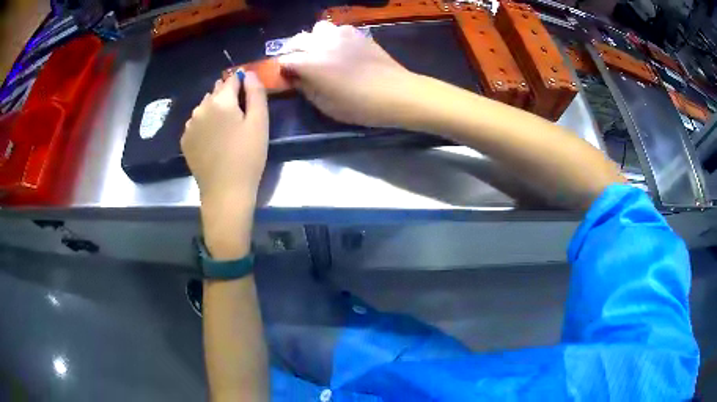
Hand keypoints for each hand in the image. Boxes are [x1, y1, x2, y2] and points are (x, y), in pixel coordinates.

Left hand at [181, 72, 268, 207]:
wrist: (225, 192)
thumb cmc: (247, 156)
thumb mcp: (259, 122)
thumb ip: (256, 92)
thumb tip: (249, 73)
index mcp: (220, 101)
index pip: (232, 80)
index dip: (242, 83)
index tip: (249, 95)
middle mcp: (200, 108)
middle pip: (216, 92)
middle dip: (228, 97)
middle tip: (239, 116)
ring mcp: (189, 125)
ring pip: (205, 107)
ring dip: (215, 110)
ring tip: (225, 129)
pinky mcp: (185, 140)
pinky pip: (196, 123)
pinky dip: (205, 125)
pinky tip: (213, 140)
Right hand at [279, 21, 423, 127]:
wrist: (396, 93)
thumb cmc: (360, 106)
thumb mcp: (326, 105)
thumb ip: (305, 88)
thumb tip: (295, 78)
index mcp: (311, 63)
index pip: (284, 60)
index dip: (281, 69)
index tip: (285, 76)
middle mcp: (322, 43)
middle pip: (297, 40)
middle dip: (292, 51)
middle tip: (297, 64)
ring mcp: (341, 35)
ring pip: (317, 29)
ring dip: (313, 39)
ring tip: (318, 52)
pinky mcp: (357, 33)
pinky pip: (337, 29)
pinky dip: (332, 36)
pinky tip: (339, 48)